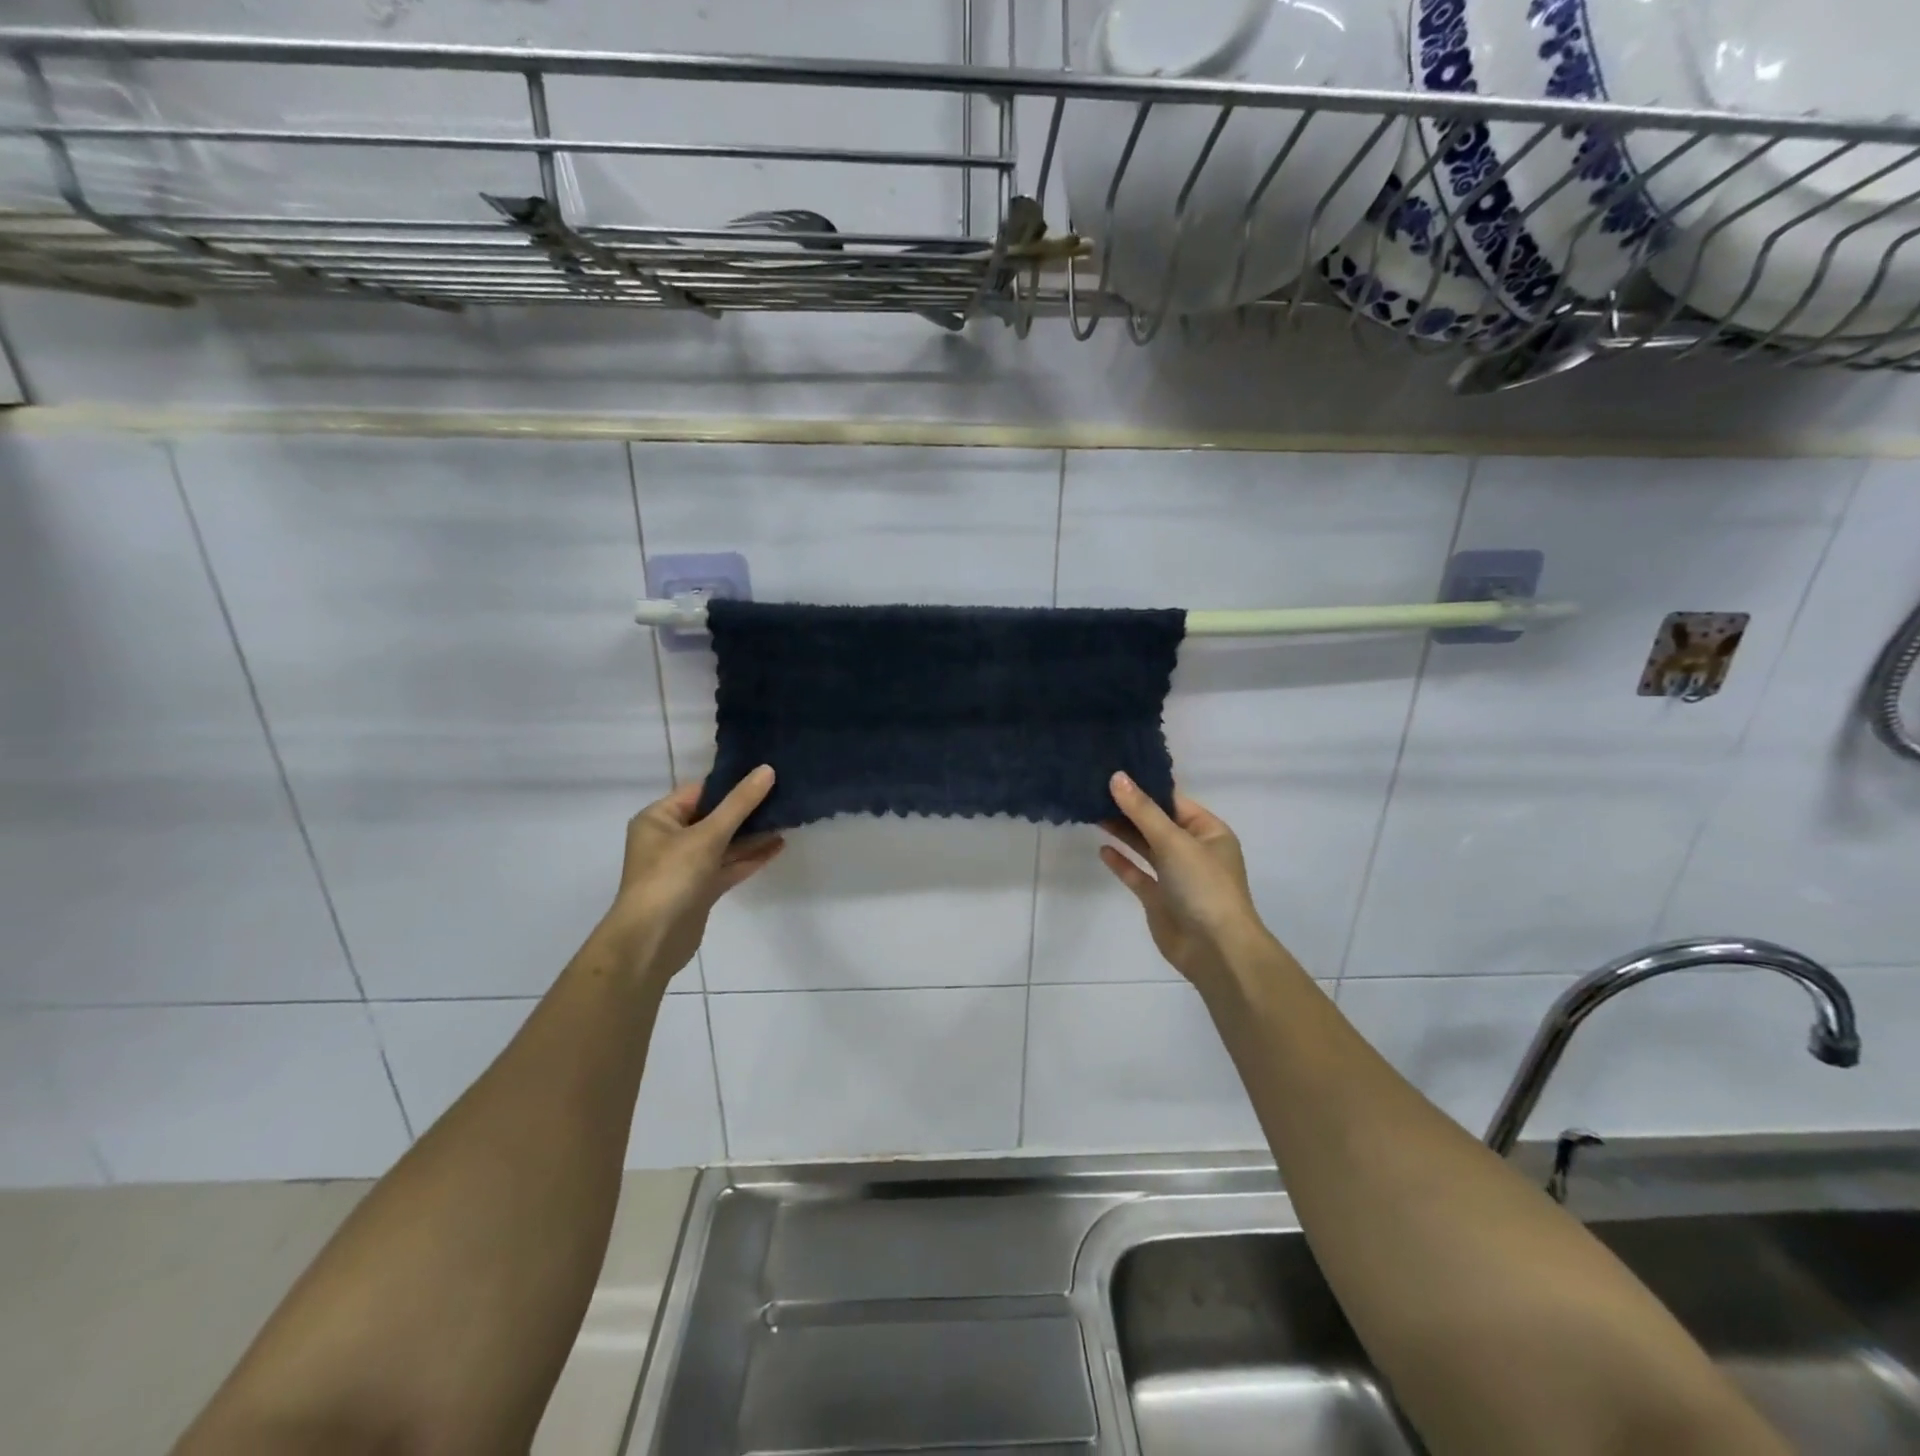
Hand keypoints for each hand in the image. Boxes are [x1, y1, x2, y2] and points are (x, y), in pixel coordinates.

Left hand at [592, 766, 784, 984]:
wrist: (652, 941)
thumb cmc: (671, 877)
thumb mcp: (707, 835)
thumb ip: (739, 804)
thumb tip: (767, 770)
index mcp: (659, 818)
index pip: (699, 792)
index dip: (731, 784)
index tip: (766, 775)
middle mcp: (669, 839)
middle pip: (713, 817)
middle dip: (746, 810)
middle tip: (782, 795)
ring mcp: (685, 866)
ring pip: (724, 843)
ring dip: (752, 835)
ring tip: (787, 820)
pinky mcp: (700, 889)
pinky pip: (728, 865)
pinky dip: (750, 857)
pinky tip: (778, 847)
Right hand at [1100, 772, 1276, 995]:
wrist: (1214, 949)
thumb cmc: (1203, 886)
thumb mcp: (1174, 841)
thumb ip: (1142, 810)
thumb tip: (1117, 777)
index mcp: (1209, 832)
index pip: (1174, 802)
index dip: (1145, 788)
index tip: (1114, 773)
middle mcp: (1194, 851)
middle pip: (1157, 823)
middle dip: (1129, 810)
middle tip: (1095, 791)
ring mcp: (1176, 877)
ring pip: (1145, 847)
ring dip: (1123, 833)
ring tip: (1093, 814)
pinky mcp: (1160, 899)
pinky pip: (1138, 874)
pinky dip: (1122, 862)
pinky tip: (1102, 849)